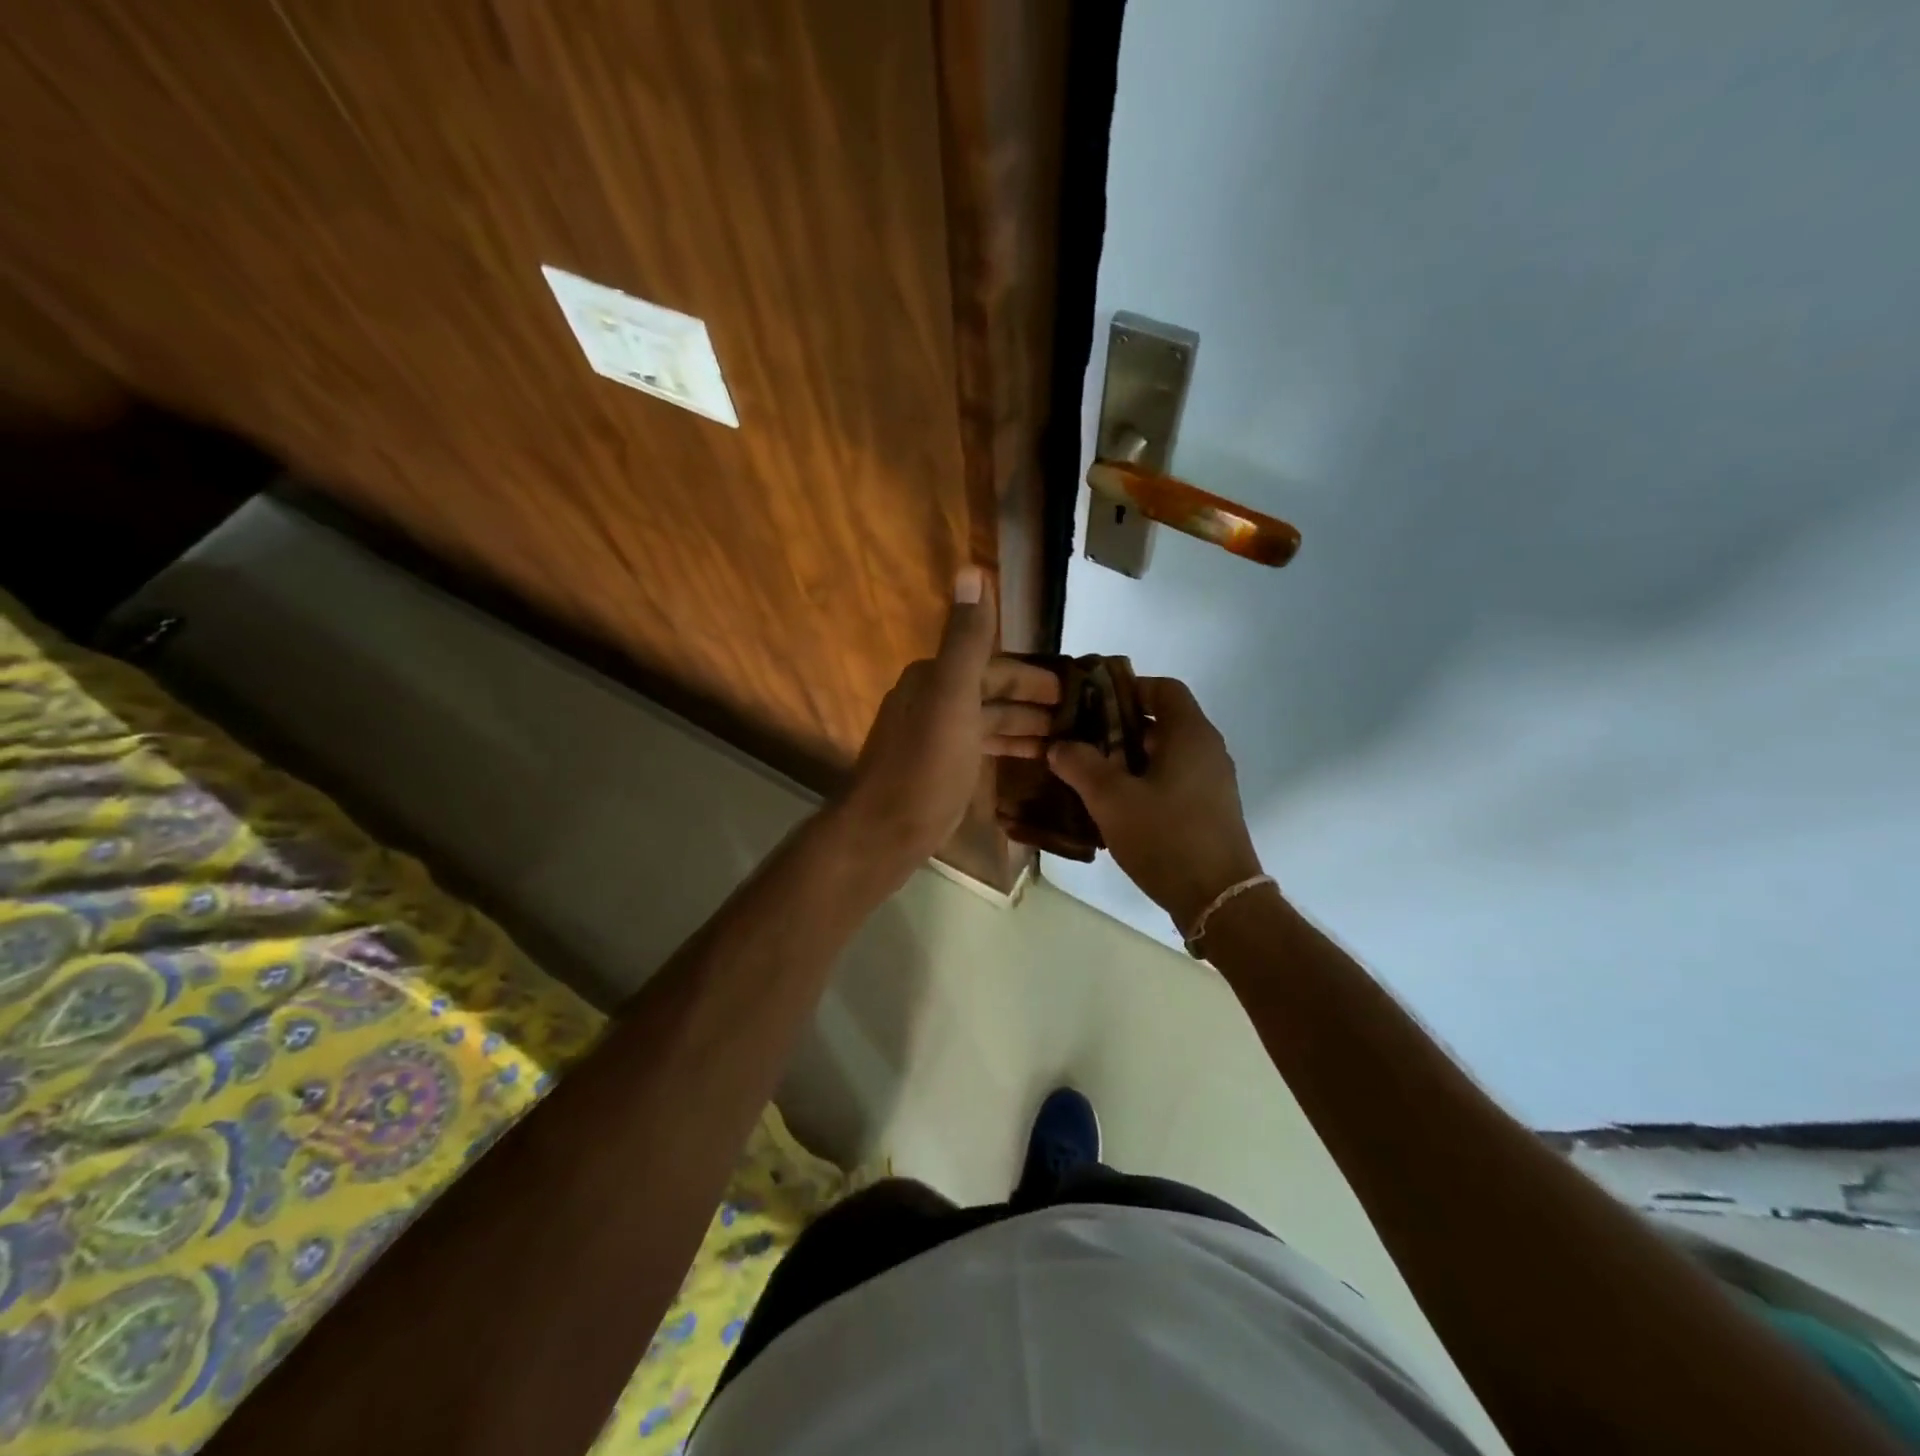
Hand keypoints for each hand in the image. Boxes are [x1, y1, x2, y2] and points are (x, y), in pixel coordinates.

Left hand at [836, 568, 1061, 873]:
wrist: (884, 831)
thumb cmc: (926, 766)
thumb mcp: (952, 697)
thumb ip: (967, 639)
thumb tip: (971, 569)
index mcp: (935, 678)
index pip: (994, 664)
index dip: (1035, 675)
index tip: (1076, 686)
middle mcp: (932, 699)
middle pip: (993, 691)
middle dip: (1034, 701)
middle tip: (1080, 717)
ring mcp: (935, 736)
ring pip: (988, 720)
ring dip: (1025, 725)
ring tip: (1066, 739)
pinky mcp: (939, 768)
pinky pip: (980, 746)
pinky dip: (1007, 746)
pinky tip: (1032, 758)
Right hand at [1046, 677, 1263, 933]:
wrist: (1218, 899)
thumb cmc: (1166, 837)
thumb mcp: (1111, 799)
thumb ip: (1080, 765)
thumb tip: (1059, 746)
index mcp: (1190, 734)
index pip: (1163, 688)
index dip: (1127, 688)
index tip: (1092, 704)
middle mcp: (1207, 750)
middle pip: (1162, 721)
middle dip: (1119, 727)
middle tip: (1081, 741)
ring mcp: (1212, 781)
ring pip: (1166, 754)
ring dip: (1129, 758)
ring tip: (1090, 774)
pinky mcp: (1210, 809)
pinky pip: (1173, 780)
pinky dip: (1145, 782)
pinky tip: (1116, 806)